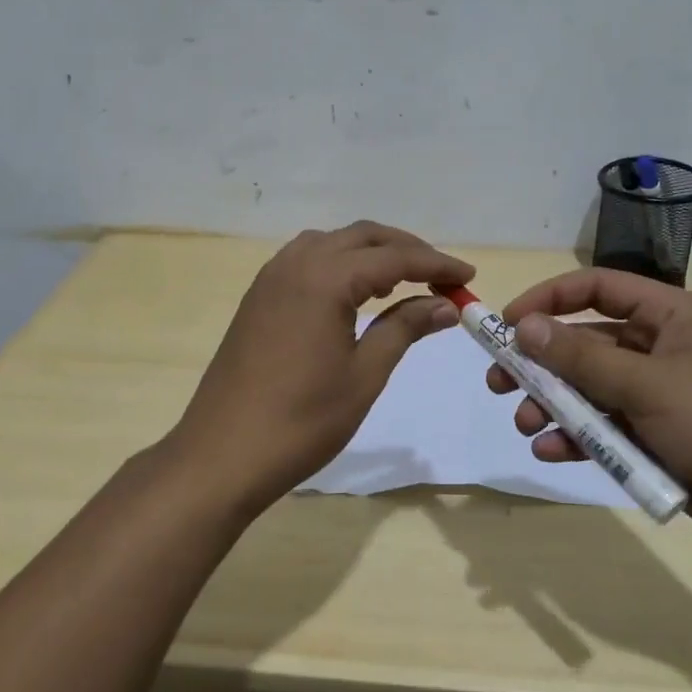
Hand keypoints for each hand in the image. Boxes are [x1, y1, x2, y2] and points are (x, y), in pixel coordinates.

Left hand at [170, 222, 474, 508]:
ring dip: (370, 253)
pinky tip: (353, 293)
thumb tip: (445, 304)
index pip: (394, 258)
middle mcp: (295, 264)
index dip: (436, 264)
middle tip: (441, 277)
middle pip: (362, 237)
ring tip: (402, 282)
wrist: (222, 455)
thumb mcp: (364, 374)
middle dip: (406, 250)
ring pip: (331, 244)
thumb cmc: (302, 420)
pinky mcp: (258, 298)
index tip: (469, 277)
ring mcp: (270, 279)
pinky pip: (306, 261)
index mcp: (324, 278)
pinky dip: (339, 264)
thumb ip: (405, 328)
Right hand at [485, 268, 691, 546]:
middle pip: (582, 343)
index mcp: (666, 316)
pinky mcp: (651, 434)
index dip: (548, 299)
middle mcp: (655, 347)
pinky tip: (551, 451)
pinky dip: (575, 438)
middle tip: (498, 382)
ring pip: (585, 389)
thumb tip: (522, 326)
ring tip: (525, 424)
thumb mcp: (646, 385)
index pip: (595, 288)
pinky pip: (601, 427)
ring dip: (551, 405)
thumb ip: (580, 358)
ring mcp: (652, 393)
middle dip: (539, 364)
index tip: (507, 324)